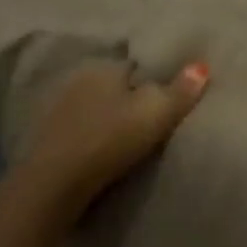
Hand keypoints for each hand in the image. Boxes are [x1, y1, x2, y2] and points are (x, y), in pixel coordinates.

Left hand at [21, 60, 209, 226]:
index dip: (151, 79)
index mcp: (104, 66)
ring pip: (92, 104)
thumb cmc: (111, 139)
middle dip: (126, 96)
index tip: (164, 97)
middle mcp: (77, 78)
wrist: (55, 182)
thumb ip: (181, 90)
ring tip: (125, 134)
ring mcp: (56, 106)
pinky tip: (98, 147)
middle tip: (147, 118)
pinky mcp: (44, 135)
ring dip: (105, 115)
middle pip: (112, 83)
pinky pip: (76, 125)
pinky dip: (88, 132)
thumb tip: (202, 65)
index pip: (134, 65)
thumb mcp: (156, 113)